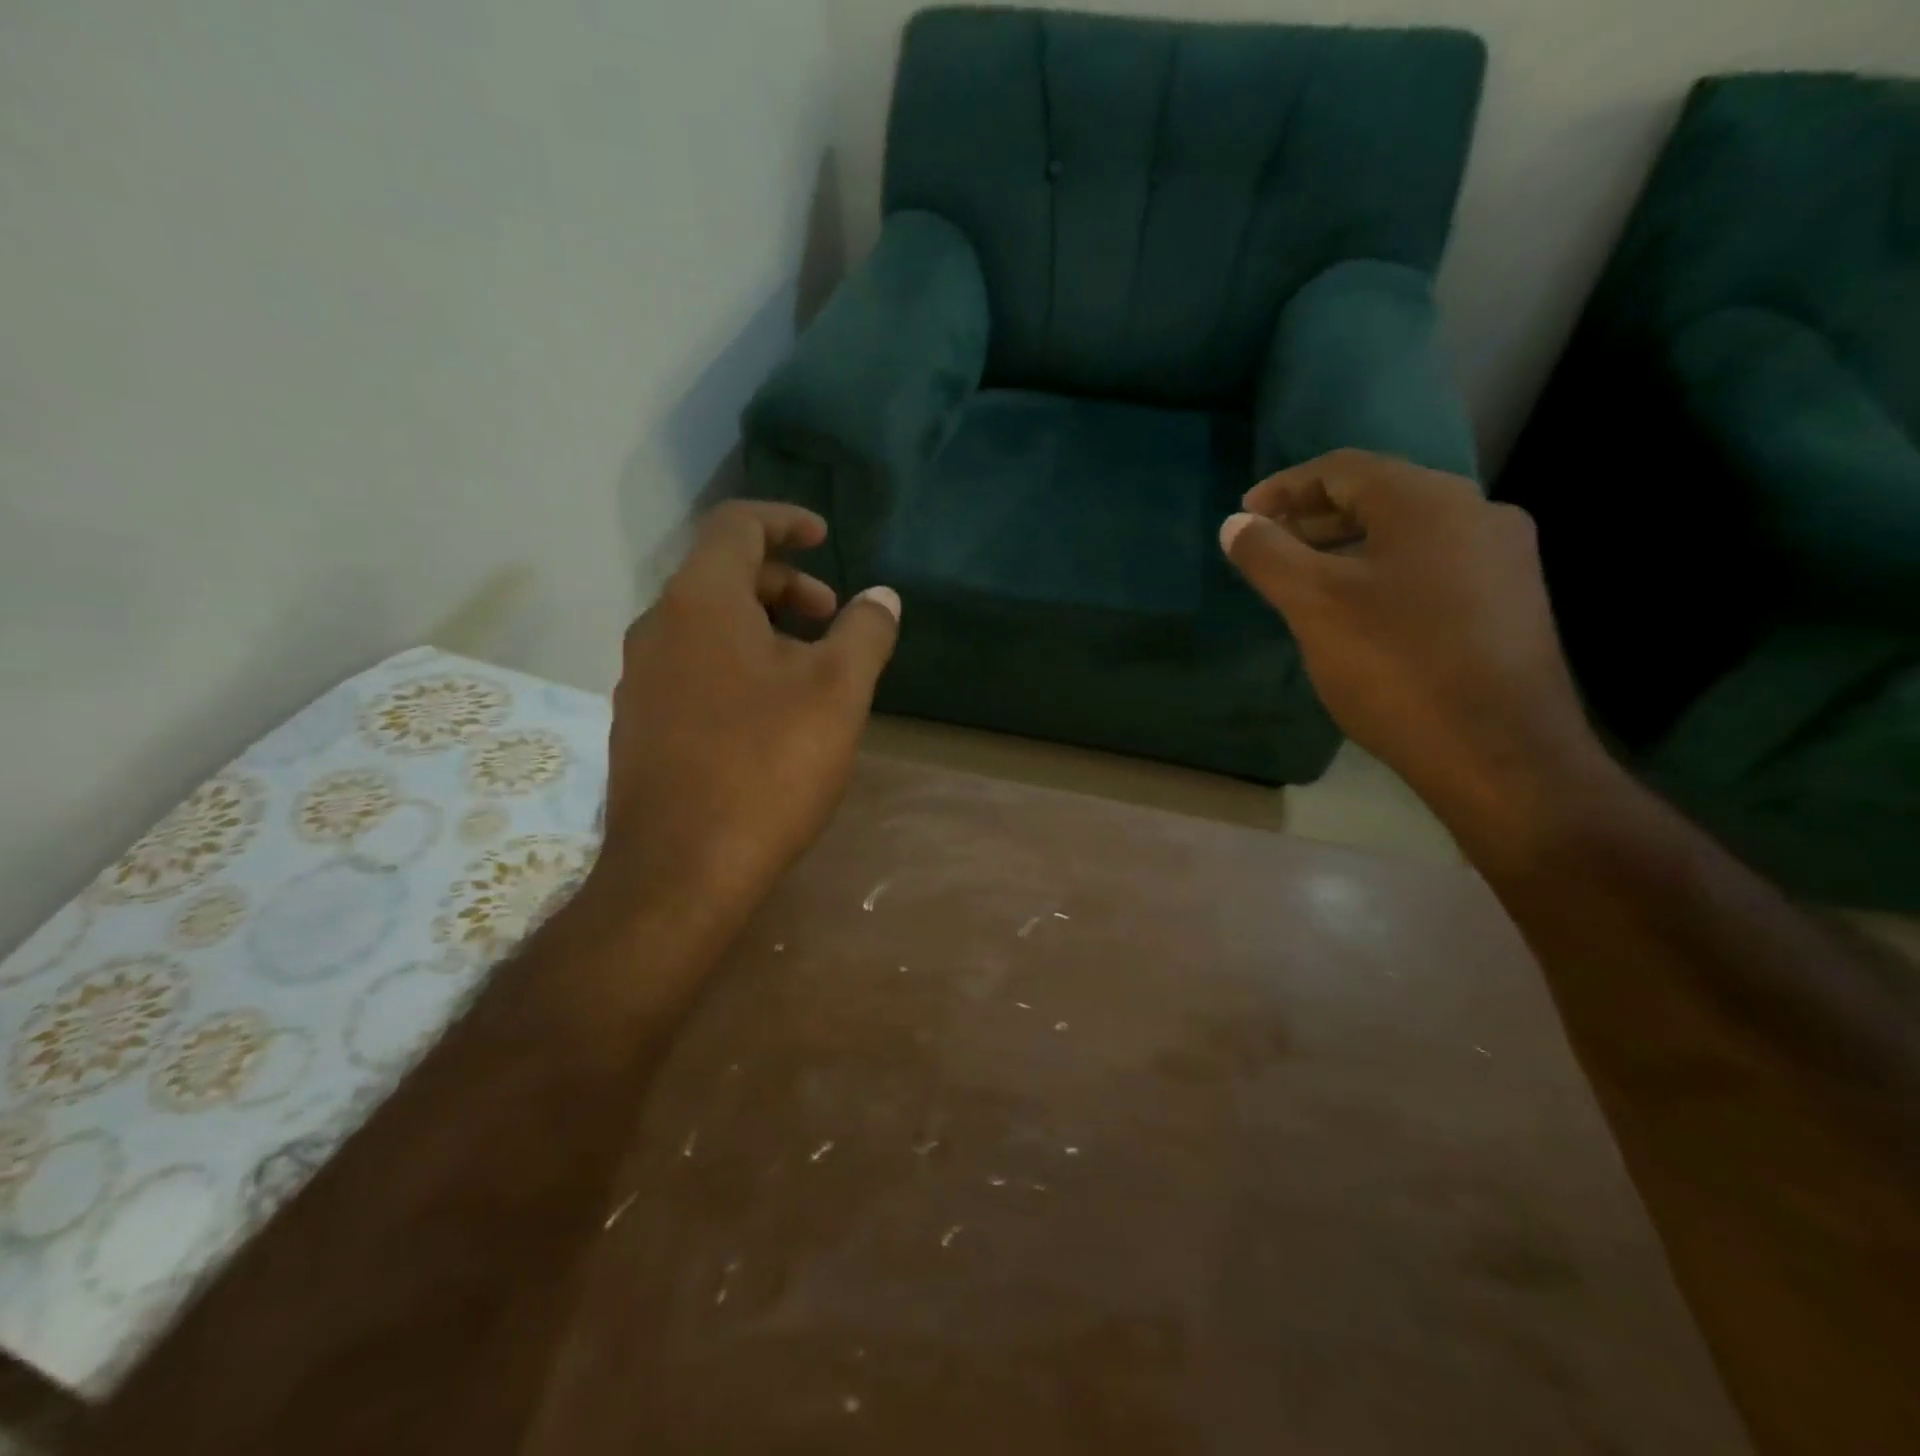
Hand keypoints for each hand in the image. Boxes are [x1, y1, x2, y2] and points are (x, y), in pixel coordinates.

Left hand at [590, 501, 899, 937]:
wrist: (683, 870)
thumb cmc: (768, 766)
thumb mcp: (837, 693)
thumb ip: (865, 633)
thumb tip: (882, 597)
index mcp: (700, 602)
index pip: (736, 525)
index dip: (785, 520)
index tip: (825, 535)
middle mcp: (658, 628)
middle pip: (722, 575)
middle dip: (785, 583)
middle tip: (833, 617)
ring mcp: (641, 679)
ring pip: (707, 626)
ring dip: (763, 627)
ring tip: (812, 670)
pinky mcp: (641, 724)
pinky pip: (693, 667)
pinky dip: (737, 663)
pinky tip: (771, 713)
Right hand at [1220, 450, 1607, 827]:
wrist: (1498, 752)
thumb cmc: (1396, 666)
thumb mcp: (1314, 605)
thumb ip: (1268, 555)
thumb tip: (1235, 524)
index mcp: (1429, 501)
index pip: (1344, 468)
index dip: (1286, 486)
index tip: (1245, 514)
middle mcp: (1477, 513)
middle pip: (1380, 496)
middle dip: (1315, 516)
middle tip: (1268, 544)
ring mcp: (1502, 559)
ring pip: (1408, 534)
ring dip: (1348, 545)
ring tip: (1304, 577)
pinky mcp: (1510, 602)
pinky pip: (1433, 565)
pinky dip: (1383, 571)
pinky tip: (1359, 610)